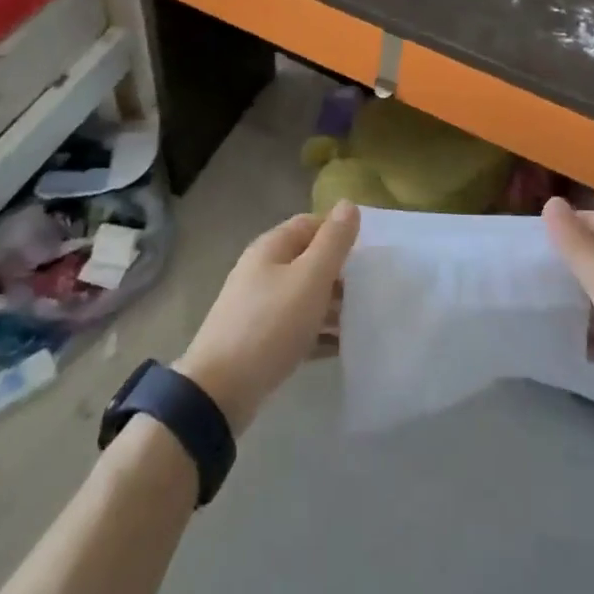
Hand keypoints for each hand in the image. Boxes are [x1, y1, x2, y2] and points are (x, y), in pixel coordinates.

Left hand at [176, 200, 359, 432]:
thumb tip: (348, 203)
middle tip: (372, 287)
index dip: (339, 232)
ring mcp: (259, 306)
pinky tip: (344, 347)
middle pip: (308, 260)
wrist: (221, 390)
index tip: (371, 251)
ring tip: (365, 318)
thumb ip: (333, 242)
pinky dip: (320, 332)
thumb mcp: (310, 277)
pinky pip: (298, 328)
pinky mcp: (261, 341)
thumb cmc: (271, 324)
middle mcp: (263, 270)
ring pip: (305, 295)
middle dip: (340, 271)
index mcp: (271, 247)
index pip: (311, 224)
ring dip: (333, 304)